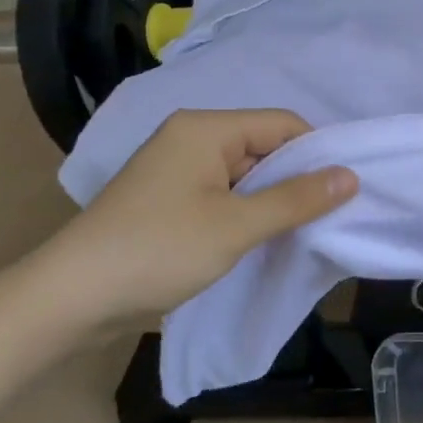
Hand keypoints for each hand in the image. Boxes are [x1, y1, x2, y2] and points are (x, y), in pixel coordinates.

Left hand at [22, 108, 355, 336]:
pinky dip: (246, 210)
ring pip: (245, 172)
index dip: (316, 153)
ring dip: (272, 198)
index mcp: (206, 128)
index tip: (343, 192)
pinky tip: (260, 236)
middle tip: (326, 216)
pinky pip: (223, 191)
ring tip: (298, 230)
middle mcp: (191, 137)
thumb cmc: (158, 251)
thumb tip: (351, 176)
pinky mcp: (168, 197)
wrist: (70, 299)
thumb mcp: (237, 226)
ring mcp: (176, 167)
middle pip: (264, 145)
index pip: (282, 124)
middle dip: (295, 178)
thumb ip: (296, 199)